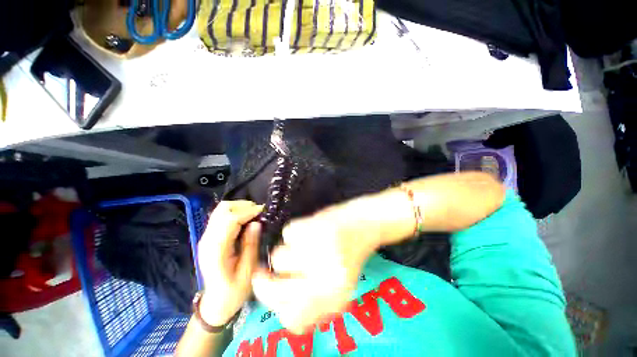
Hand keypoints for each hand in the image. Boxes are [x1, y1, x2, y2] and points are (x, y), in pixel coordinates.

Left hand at [197, 201, 262, 325]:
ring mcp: (206, 238)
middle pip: (222, 210)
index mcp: (216, 250)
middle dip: (242, 206)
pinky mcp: (209, 237)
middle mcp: (207, 240)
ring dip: (238, 207)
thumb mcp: (248, 271)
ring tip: (254, 212)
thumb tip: (256, 223)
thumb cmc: (234, 291)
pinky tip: (246, 218)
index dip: (247, 212)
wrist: (215, 303)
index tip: (262, 210)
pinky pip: (221, 217)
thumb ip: (251, 245)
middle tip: (259, 211)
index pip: (229, 220)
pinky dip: (234, 212)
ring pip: (220, 210)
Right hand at [251, 201, 379, 333]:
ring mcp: (315, 250)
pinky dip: (294, 231)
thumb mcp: (340, 286)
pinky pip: (287, 232)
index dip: (277, 308)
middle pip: (273, 290)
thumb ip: (314, 301)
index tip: (272, 296)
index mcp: (333, 297)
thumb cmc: (351, 252)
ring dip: (286, 252)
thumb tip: (282, 308)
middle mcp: (322, 278)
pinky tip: (310, 229)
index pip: (292, 318)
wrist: (362, 222)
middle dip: (264, 281)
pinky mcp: (310, 225)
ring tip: (304, 244)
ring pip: (277, 257)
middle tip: (263, 271)